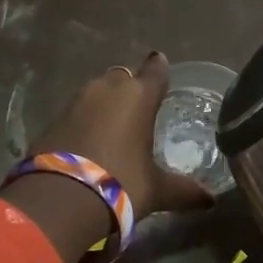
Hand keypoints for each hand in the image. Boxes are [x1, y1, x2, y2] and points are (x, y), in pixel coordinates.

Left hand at [5, 53, 212, 262]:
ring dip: (105, 103)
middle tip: (139, 104)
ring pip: (96, 92)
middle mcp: (107, 90)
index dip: (159, 68)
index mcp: (138, 97)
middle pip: (123, 77)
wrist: (60, 199)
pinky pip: (76, 112)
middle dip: (131, 86)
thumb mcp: (157, 190)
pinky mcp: (52, 120)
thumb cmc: (120, 183)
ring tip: (115, 123)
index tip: (160, 62)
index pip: (155, 72)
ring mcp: (75, 102)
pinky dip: (85, 121)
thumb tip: (210, 200)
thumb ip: (185, 191)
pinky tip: (89, 140)